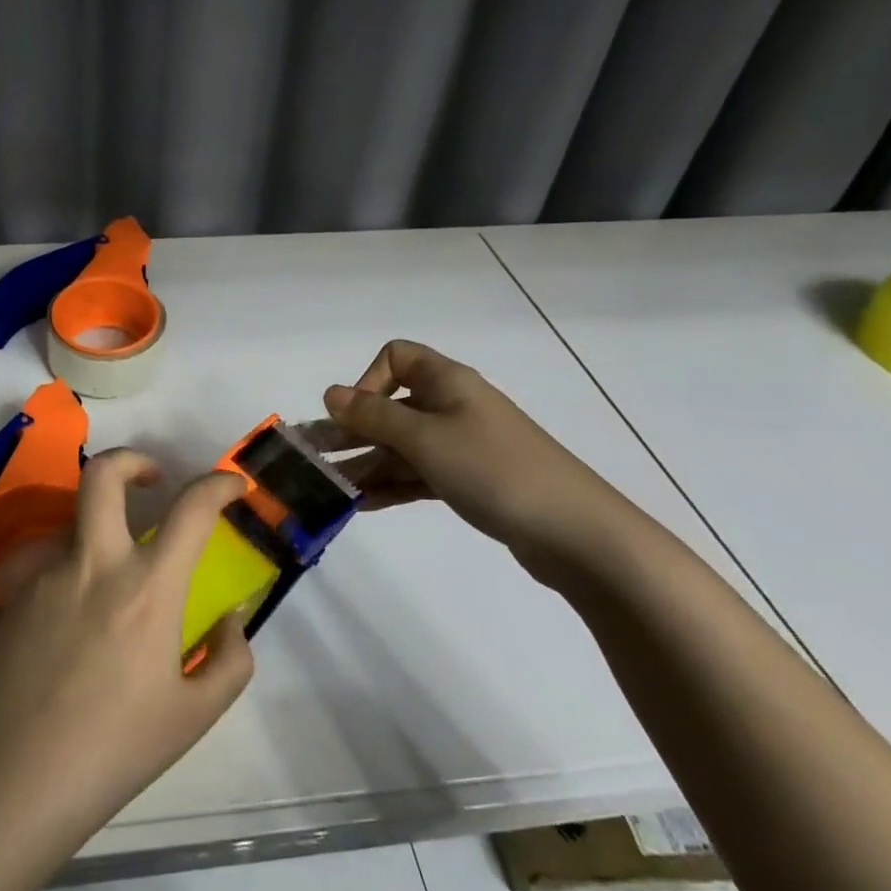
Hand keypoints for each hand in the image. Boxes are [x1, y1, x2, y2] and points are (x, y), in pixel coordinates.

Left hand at [0, 452, 253, 837]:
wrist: (23, 777)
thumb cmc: (119, 748)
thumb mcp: (197, 713)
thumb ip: (230, 659)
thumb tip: (229, 619)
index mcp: (148, 588)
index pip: (191, 509)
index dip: (218, 484)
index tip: (231, 486)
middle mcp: (96, 564)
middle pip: (103, 474)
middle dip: (132, 459)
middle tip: (152, 479)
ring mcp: (49, 574)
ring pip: (73, 518)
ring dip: (100, 524)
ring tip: (112, 568)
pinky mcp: (17, 594)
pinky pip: (50, 560)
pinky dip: (74, 567)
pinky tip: (76, 616)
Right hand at [323, 339, 654, 582]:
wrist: (575, 533)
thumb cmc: (494, 470)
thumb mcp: (425, 439)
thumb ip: (373, 416)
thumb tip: (331, 393)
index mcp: (447, 383)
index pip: (396, 357)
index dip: (368, 380)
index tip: (356, 416)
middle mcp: (453, 407)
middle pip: (392, 407)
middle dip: (353, 430)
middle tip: (315, 459)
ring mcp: (463, 446)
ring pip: (402, 446)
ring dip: (367, 463)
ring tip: (330, 489)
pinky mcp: (470, 481)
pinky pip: (419, 475)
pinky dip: (392, 486)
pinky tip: (362, 505)